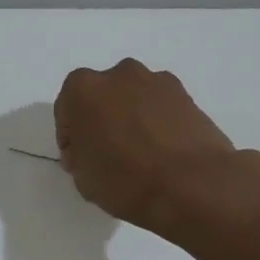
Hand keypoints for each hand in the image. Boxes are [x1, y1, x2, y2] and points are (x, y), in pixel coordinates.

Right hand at [54, 58, 240, 233]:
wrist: (192, 184)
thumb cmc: (125, 179)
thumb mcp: (82, 177)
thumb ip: (79, 155)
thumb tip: (90, 149)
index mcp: (82, 89)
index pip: (66, 111)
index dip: (71, 138)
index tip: (80, 160)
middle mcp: (119, 74)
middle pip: (102, 97)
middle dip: (102, 120)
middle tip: (108, 153)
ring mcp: (157, 81)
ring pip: (133, 99)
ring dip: (131, 118)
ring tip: (140, 154)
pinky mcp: (187, 95)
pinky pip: (160, 107)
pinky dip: (157, 122)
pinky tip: (163, 152)